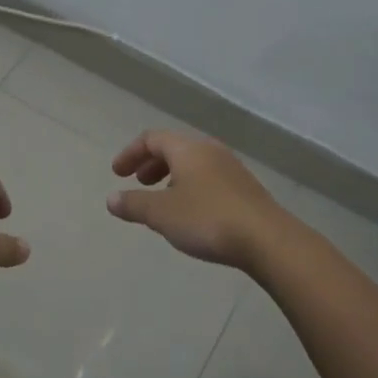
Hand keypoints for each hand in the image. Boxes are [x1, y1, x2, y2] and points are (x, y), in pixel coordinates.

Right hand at [107, 130, 284, 271]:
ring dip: (171, 177)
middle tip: (138, 183)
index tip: (117, 174)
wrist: (266, 239)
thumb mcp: (161, 214)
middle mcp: (210, 151)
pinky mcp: (245, 190)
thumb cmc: (207, 219)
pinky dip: (190, 187)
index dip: (130, 153)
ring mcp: (231, 169)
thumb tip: (111, 198)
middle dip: (151, 164)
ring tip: (162, 201)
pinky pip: (209, 179)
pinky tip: (190, 214)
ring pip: (193, 164)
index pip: (152, 138)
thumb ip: (134, 204)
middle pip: (174, 148)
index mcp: (187, 149)